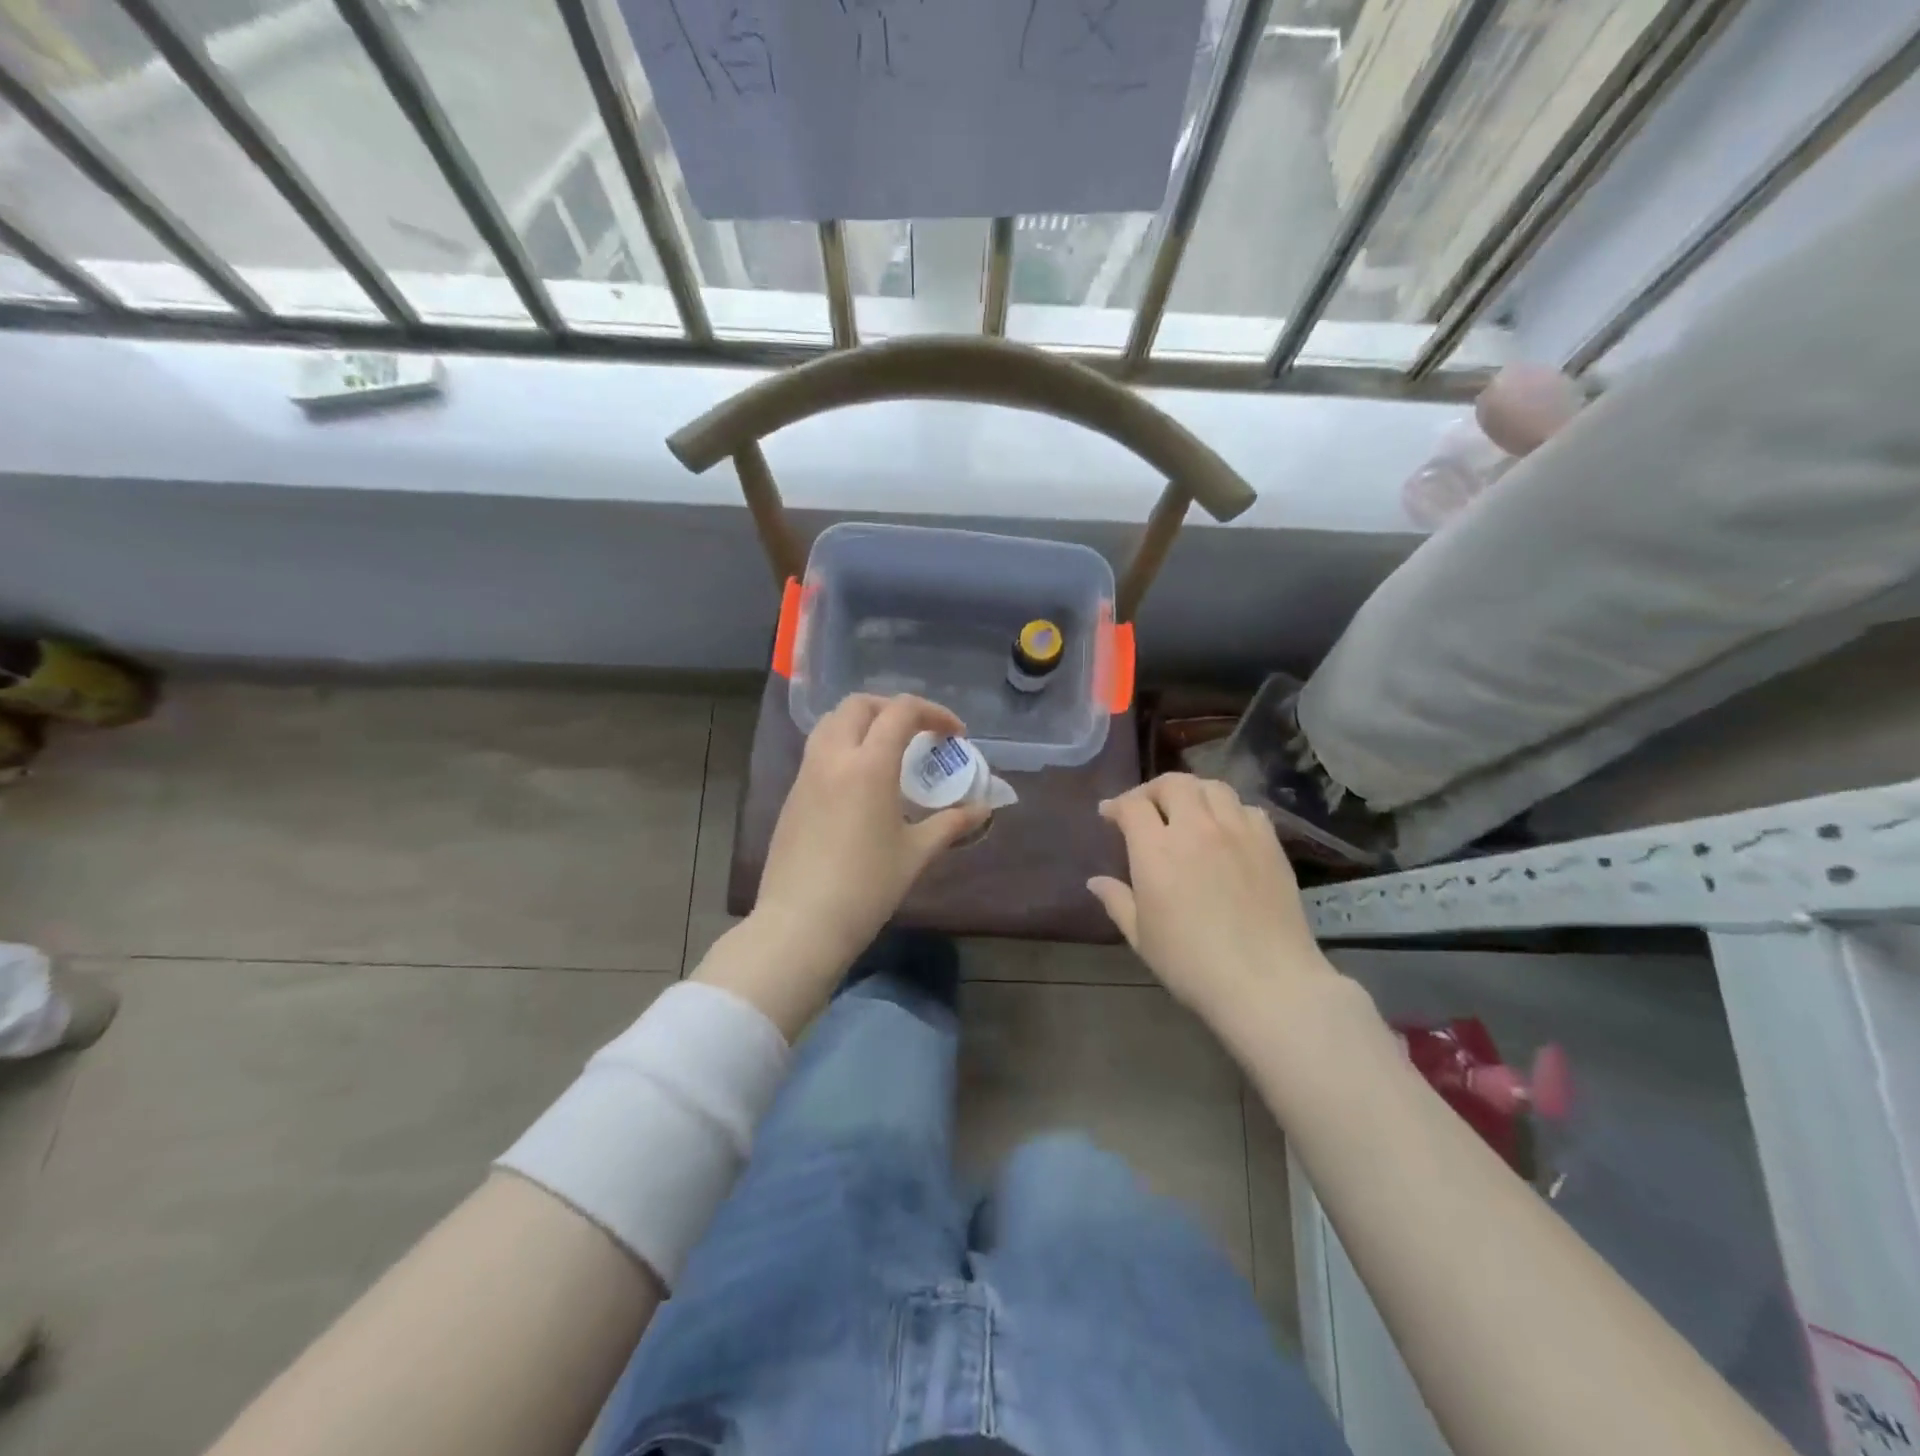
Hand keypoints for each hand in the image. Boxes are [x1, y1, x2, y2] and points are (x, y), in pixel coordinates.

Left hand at [756, 693, 988, 970]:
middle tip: (917, 733)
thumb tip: (983, 810)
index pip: (901, 711)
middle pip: (860, 705)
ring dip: (863, 722)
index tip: (954, 735)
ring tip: (887, 749)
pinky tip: (859, 781)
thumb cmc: (866, 887)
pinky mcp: (792, 795)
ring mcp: (806, 774)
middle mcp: (833, 757)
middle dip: (893, 708)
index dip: (934, 713)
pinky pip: (818, 750)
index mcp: (868, 764)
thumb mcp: (915, 853)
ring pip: (832, 723)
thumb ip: (951, 824)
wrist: (801, 923)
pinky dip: (843, 746)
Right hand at [1088, 774, 1335, 1025]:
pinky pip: (1247, 808)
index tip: (1108, 815)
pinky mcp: (1270, 843)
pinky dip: (1229, 810)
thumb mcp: (1142, 937)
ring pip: (1212, 787)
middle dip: (1153, 790)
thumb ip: (1117, 901)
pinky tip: (1226, 830)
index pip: (1132, 805)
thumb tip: (1095, 881)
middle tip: (1146, 808)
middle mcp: (1196, 828)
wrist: (1268, 984)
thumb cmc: (1192, 965)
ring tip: (1187, 811)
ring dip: (1192, 793)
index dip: (1116, 805)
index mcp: (1157, 850)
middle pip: (1173, 783)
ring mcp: (1238, 831)